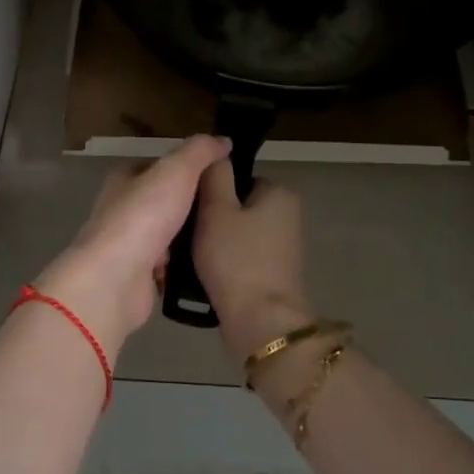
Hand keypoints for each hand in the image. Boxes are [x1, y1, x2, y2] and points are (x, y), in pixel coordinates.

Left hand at [36, 135, 231, 351]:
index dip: (185, 167)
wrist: (115, 280)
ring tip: (223, 236)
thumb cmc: (143, 216)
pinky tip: (206, 264)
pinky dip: (183, 267)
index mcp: (124, 181)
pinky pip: (168, 268)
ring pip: (166, 236)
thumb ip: (200, 152)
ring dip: (188, 238)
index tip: (218, 174)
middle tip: (226, 208)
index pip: (157, 167)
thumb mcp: (176, 171)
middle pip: (162, 203)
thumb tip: (223, 140)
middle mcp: (122, 212)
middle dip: (190, 205)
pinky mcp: (137, 278)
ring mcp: (128, 247)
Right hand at [192, 162, 313, 363]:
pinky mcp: (275, 275)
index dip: (210, 192)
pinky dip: (225, 264)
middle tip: (185, 235)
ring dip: (215, 244)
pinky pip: (242, 259)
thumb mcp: (217, 210)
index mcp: (280, 193)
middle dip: (212, 220)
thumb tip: (217, 150)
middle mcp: (288, 216)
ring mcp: (284, 248)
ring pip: (237, 235)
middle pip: (237, 207)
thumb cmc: (236, 260)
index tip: (188, 209)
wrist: (260, 322)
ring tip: (188, 257)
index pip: (238, 179)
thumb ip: (215, 176)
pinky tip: (204, 276)